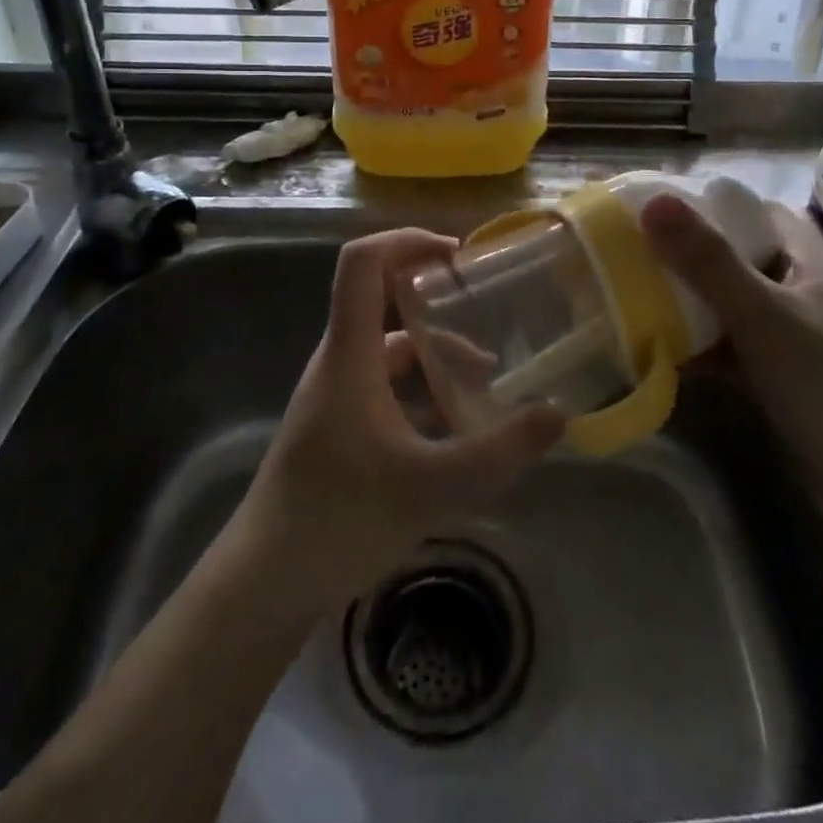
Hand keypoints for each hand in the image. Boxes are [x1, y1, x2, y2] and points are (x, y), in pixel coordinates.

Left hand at [234, 229, 564, 614]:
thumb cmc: (340, 517)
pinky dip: (423, 388)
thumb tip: (557, 414)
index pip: (362, 263)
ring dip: (436, 352)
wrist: (266, 581)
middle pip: (382, 299)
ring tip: (490, 377)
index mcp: (350, 353)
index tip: (457, 256)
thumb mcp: (432, 486)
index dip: (407, 241)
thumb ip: (499, 451)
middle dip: (436, 297)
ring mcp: (337, 393)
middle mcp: (340, 360)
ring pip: (391, 349)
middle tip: (486, 307)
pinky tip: (457, 424)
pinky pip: (386, 385)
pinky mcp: (340, 423)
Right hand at [641, 194, 822, 546]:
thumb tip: (654, 202)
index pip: (762, 215)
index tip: (660, 206)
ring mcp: (790, 344)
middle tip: (631, 251)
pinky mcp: (778, 386)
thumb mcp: (765, 316)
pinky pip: (728, 353)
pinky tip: (655, 351)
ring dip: (688, 303)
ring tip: (629, 294)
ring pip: (729, 308)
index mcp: (809, 266)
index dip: (715, 204)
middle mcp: (800, 297)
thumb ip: (709, 262)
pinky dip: (696, 349)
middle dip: (688, 255)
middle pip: (738, 261)